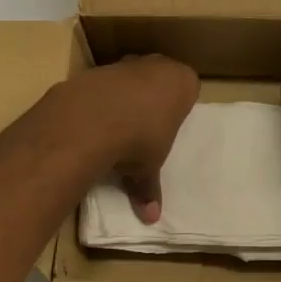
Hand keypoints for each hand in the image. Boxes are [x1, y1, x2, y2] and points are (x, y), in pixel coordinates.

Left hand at [57, 55, 197, 222]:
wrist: (91, 120)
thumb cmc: (139, 140)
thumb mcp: (148, 169)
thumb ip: (149, 188)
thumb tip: (151, 217)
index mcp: (182, 82)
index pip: (189, 88)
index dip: (179, 106)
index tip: (170, 126)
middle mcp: (157, 65)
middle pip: (160, 77)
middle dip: (154, 97)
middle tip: (146, 126)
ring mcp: (126, 63)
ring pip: (132, 77)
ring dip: (126, 96)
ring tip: (117, 127)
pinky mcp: (97, 69)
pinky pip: (105, 84)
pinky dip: (101, 98)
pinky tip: (93, 121)